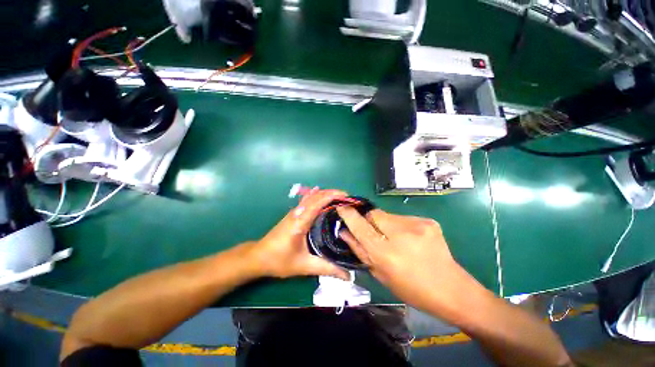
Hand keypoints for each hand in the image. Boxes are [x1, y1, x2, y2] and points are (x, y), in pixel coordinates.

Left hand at [252, 189, 350, 280]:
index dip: (332, 196)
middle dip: (332, 193)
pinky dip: (317, 196)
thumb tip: (348, 276)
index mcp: (300, 222)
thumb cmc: (279, 260)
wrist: (258, 257)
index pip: (318, 202)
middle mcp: (297, 212)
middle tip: (347, 198)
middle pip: (316, 196)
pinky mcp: (293, 214)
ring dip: (325, 194)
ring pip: (311, 197)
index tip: (346, 196)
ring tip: (339, 197)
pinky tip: (320, 193)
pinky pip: (307, 200)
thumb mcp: (304, 266)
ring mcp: (294, 212)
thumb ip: (327, 268)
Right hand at [337, 207, 473, 312]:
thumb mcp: (380, 274)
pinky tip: (409, 239)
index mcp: (386, 253)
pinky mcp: (427, 221)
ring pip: (388, 215)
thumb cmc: (411, 288)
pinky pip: (402, 217)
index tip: (341, 206)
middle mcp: (400, 235)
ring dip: (385, 224)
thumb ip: (360, 250)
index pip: (360, 226)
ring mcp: (417, 225)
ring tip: (395, 240)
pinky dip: (399, 226)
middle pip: (374, 214)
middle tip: (374, 233)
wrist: (451, 289)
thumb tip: (345, 232)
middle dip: (369, 220)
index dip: (349, 215)